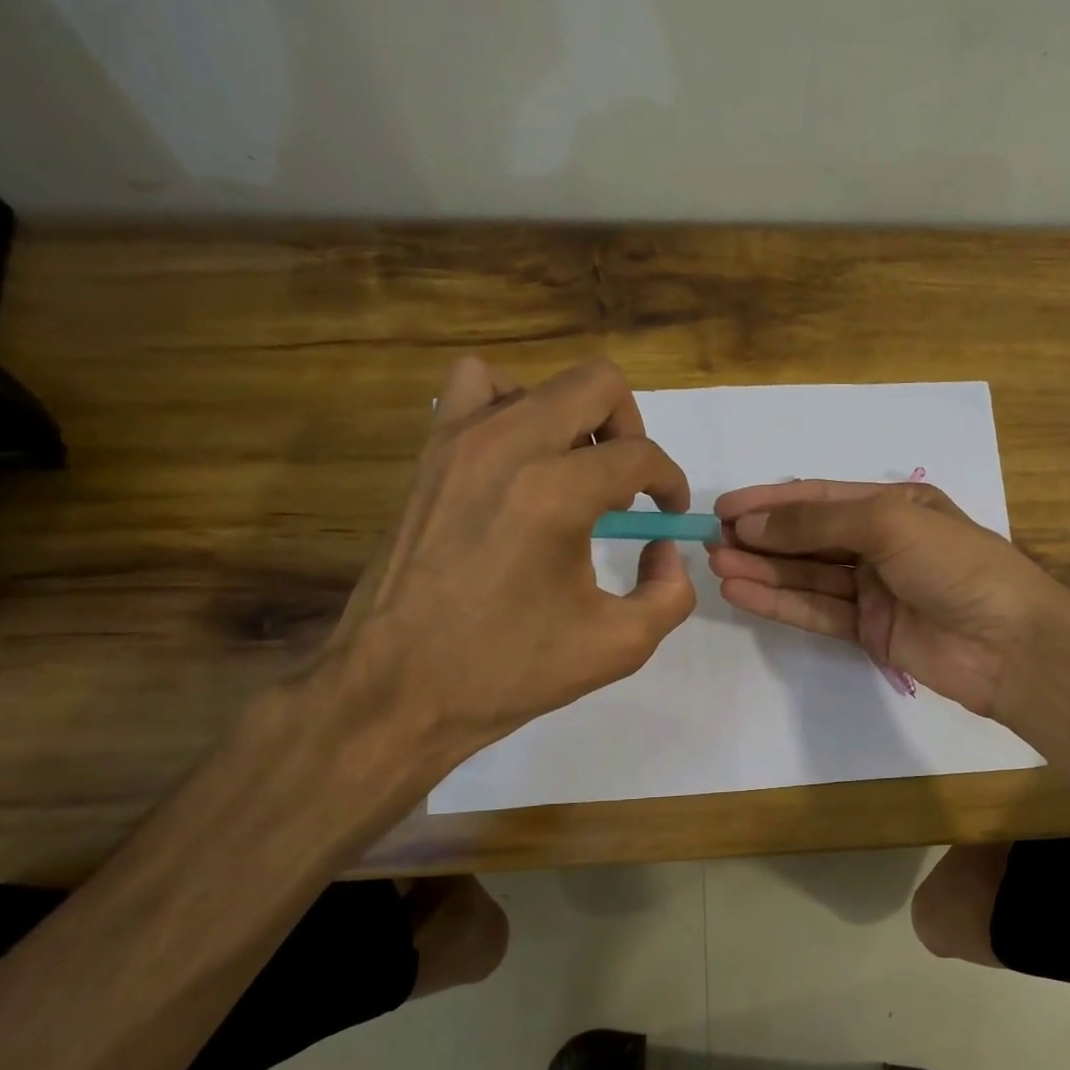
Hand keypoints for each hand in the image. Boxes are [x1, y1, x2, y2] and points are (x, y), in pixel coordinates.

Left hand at [313, 356, 694, 785]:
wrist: (399, 687)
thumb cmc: (510, 670)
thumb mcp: (619, 646)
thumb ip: (670, 592)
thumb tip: (664, 548)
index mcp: (556, 493)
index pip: (640, 455)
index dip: (670, 482)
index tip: (668, 515)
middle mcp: (507, 446)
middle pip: (597, 384)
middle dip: (630, 430)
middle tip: (627, 485)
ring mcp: (458, 442)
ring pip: (536, 382)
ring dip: (571, 418)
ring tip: (572, 473)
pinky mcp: (429, 455)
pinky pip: (475, 391)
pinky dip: (510, 410)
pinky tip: (518, 466)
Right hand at [707, 478, 1069, 720]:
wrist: (1009, 645)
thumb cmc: (956, 566)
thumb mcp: (888, 524)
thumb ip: (817, 525)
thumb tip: (752, 522)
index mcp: (895, 506)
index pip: (820, 499)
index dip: (771, 502)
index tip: (723, 508)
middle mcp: (882, 544)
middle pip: (809, 538)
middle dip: (761, 538)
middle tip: (709, 541)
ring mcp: (875, 590)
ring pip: (808, 576)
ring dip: (763, 571)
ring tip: (717, 566)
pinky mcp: (870, 631)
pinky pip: (818, 611)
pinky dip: (781, 603)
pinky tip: (744, 593)